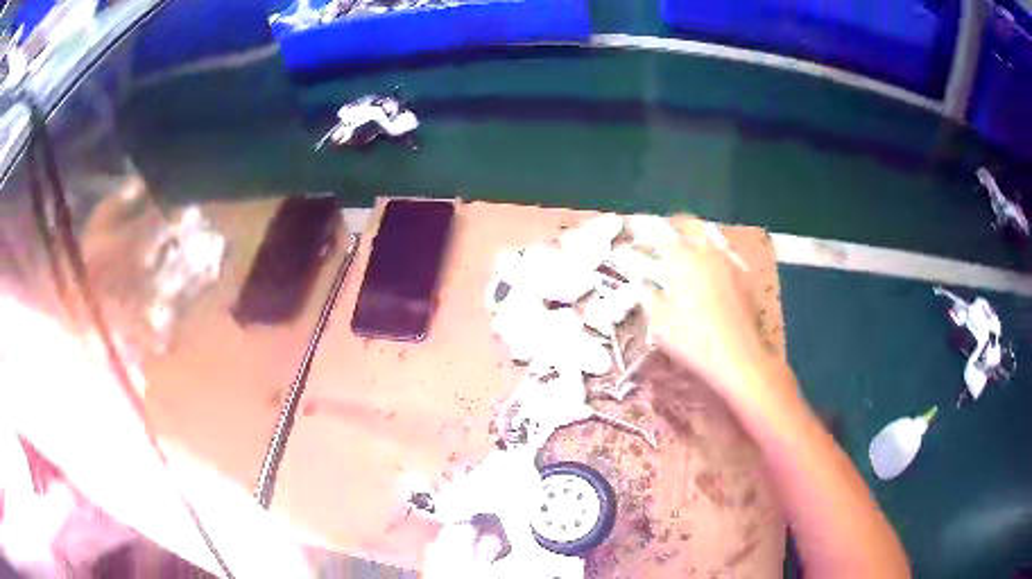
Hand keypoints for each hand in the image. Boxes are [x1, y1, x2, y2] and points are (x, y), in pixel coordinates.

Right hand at [643, 217, 794, 412]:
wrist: (739, 356)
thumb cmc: (693, 340)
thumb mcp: (660, 322)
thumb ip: (649, 296)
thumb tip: (643, 285)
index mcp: (682, 258)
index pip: (658, 235)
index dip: (645, 236)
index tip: (635, 243)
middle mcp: (707, 251)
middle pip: (689, 226)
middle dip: (674, 230)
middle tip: (663, 244)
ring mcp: (729, 262)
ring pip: (709, 240)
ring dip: (695, 244)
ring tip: (685, 261)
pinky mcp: (744, 277)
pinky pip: (724, 259)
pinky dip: (713, 262)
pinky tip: (709, 280)